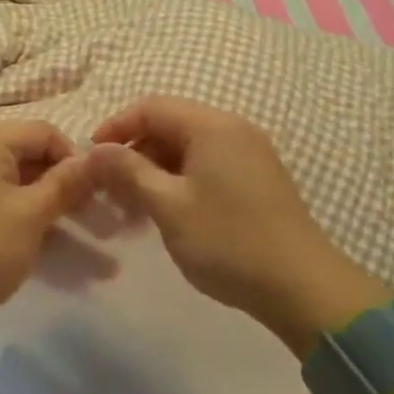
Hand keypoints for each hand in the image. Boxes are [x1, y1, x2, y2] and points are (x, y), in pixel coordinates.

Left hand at [0, 118, 93, 338]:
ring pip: (19, 186)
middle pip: (33, 158)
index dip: (76, 161)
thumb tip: (100, 155)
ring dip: (51, 211)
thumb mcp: (30, 216)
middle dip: (67, 189)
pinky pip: (1, 205)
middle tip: (96, 223)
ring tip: (83, 245)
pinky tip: (46, 250)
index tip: (96, 197)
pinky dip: (26, 222)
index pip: (48, 133)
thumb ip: (66, 184)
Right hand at [88, 96, 387, 355]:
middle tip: (109, 187)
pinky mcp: (257, 178)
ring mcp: (249, 153)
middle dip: (134, 150)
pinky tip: (167, 211)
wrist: (302, 286)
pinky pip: (207, 164)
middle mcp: (233, 129)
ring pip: (188, 147)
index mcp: (211, 126)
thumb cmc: (228, 241)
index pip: (151, 107)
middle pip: (170, 124)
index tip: (90, 158)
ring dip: (155, 168)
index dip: (115, 127)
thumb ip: (128, 171)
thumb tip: (94, 150)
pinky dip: (180, 179)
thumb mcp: (168, 206)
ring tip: (133, 206)